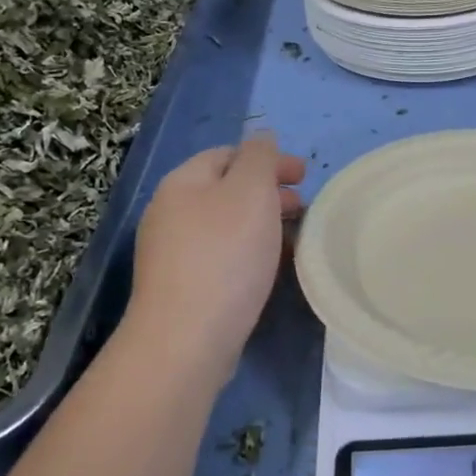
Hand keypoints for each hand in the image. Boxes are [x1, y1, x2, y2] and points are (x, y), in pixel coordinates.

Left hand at [126, 133, 305, 382]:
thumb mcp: (250, 191)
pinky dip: (250, 253)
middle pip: (226, 189)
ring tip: (294, 239)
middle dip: (268, 192)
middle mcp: (170, 213)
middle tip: (304, 207)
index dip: (268, 159)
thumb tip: (261, 136)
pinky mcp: (182, 288)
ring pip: (227, 225)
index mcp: (183, 182)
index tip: (305, 176)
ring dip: (263, 224)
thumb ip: (260, 157)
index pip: (228, 154)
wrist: (186, 339)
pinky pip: (222, 257)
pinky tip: (271, 269)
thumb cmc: (224, 255)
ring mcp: (172, 254)